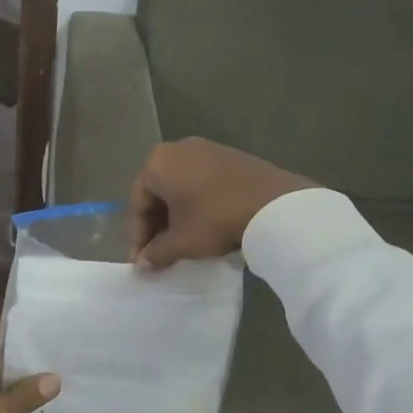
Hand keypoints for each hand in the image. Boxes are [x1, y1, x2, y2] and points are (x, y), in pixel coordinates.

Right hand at [128, 137, 315, 269]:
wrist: (275, 204)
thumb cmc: (216, 219)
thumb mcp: (182, 242)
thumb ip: (156, 252)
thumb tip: (143, 264)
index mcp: (157, 163)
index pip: (137, 204)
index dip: (137, 237)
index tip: (141, 262)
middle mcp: (177, 148)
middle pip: (158, 192)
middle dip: (156, 225)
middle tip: (159, 252)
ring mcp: (206, 148)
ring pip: (180, 186)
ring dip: (177, 215)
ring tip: (182, 241)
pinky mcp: (229, 155)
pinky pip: (202, 181)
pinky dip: (197, 203)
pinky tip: (205, 224)